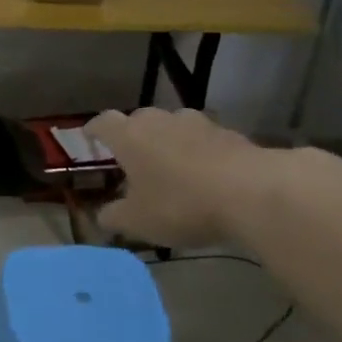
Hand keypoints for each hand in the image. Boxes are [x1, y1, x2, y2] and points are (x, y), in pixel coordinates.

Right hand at [84, 108, 268, 247]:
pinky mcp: (230, 134)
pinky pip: (204, 140)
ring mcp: (198, 124)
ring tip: (170, 166)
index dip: (94, 130)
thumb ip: (114, 217)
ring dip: (168, 142)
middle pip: (139, 120)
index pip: (103, 122)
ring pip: (173, 127)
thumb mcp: (137, 221)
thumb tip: (102, 217)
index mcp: (130, 136)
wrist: (253, 193)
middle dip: (133, 137)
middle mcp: (160, 121)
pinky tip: (205, 176)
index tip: (88, 137)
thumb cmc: (180, 204)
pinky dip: (198, 153)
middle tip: (132, 159)